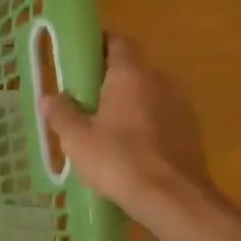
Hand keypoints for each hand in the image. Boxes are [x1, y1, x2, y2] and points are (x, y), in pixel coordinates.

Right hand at [39, 35, 217, 238]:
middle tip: (82, 99)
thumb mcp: (76, 138)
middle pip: (132, 68)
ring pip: (147, 93)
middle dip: (107, 79)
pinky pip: (160, 115)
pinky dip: (143, 122)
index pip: (117, 42)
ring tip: (102, 127)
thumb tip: (50, 97)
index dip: (97, 45)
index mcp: (131, 75)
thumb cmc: (119, 160)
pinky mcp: (190, 130)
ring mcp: (181, 105)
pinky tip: (126, 147)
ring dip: (126, 102)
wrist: (173, 199)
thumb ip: (61, 113)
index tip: (77, 59)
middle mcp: (160, 81)